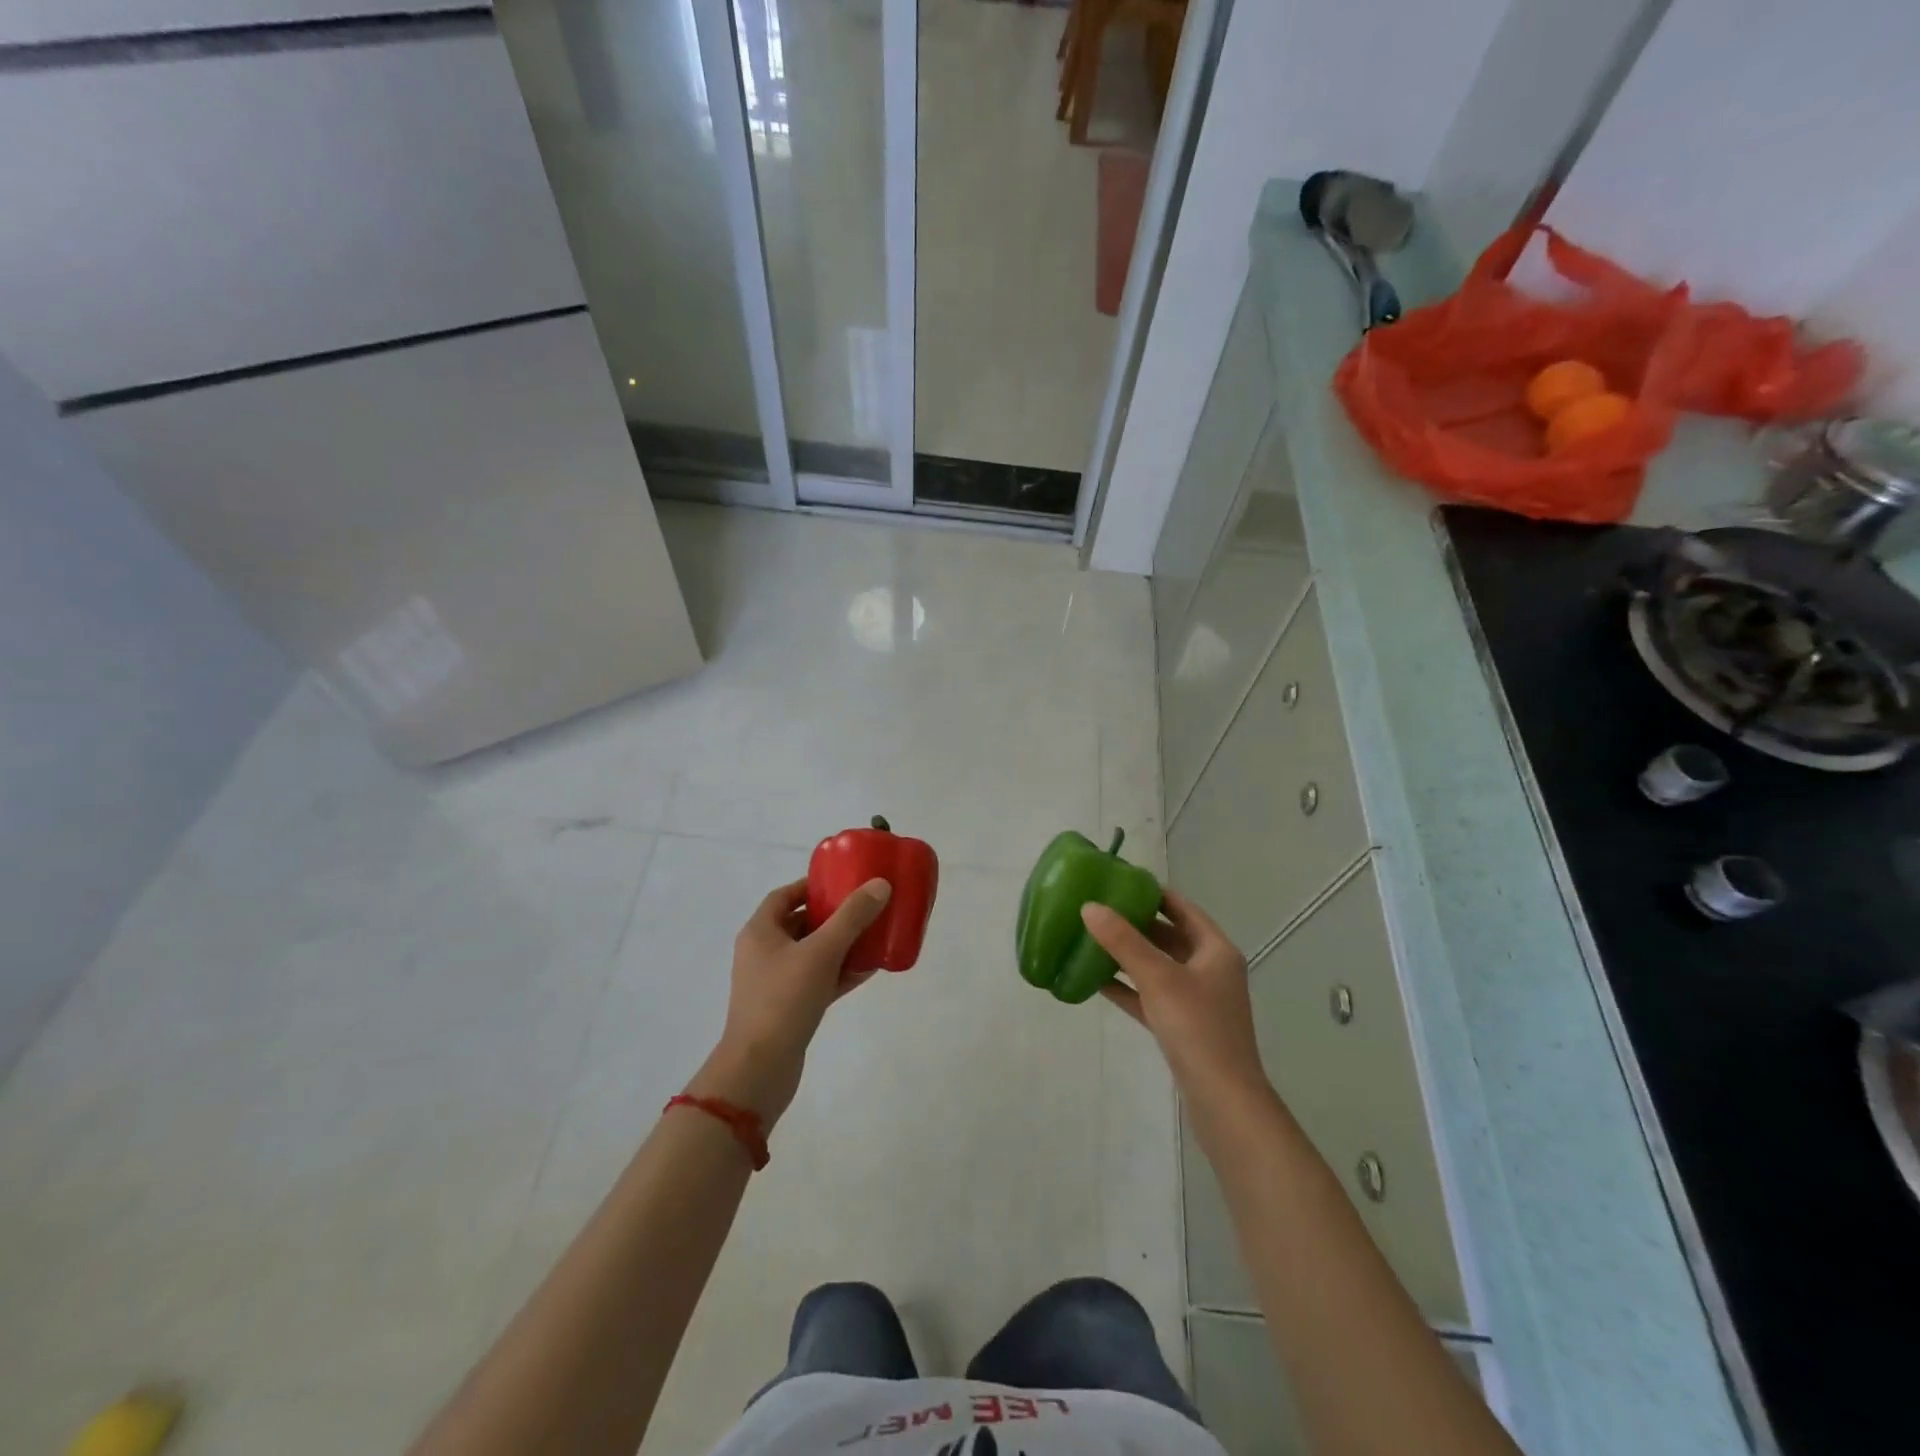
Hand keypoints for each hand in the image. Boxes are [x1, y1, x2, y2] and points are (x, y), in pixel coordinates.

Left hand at [689, 877, 892, 1125]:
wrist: (760, 1069)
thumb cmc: (784, 999)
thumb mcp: (822, 951)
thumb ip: (852, 917)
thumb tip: (880, 885)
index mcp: (760, 932)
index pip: (784, 896)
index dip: (811, 886)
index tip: (842, 882)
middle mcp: (763, 953)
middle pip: (800, 923)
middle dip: (832, 915)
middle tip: (864, 907)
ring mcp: (774, 983)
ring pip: (812, 953)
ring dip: (840, 944)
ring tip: (873, 935)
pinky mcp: (788, 1009)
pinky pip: (817, 980)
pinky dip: (839, 973)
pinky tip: (869, 970)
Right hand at [1081, 890, 1266, 1103]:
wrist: (1223, 1102)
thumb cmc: (1197, 1028)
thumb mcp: (1158, 978)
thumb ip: (1123, 941)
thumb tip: (1089, 906)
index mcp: (1215, 950)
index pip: (1182, 908)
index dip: (1152, 893)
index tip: (1118, 882)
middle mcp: (1209, 970)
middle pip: (1168, 936)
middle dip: (1134, 923)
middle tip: (1098, 909)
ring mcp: (1197, 1000)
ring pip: (1157, 967)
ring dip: (1128, 955)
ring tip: (1091, 940)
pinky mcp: (1182, 1027)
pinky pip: (1150, 996)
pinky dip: (1128, 986)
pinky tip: (1096, 981)